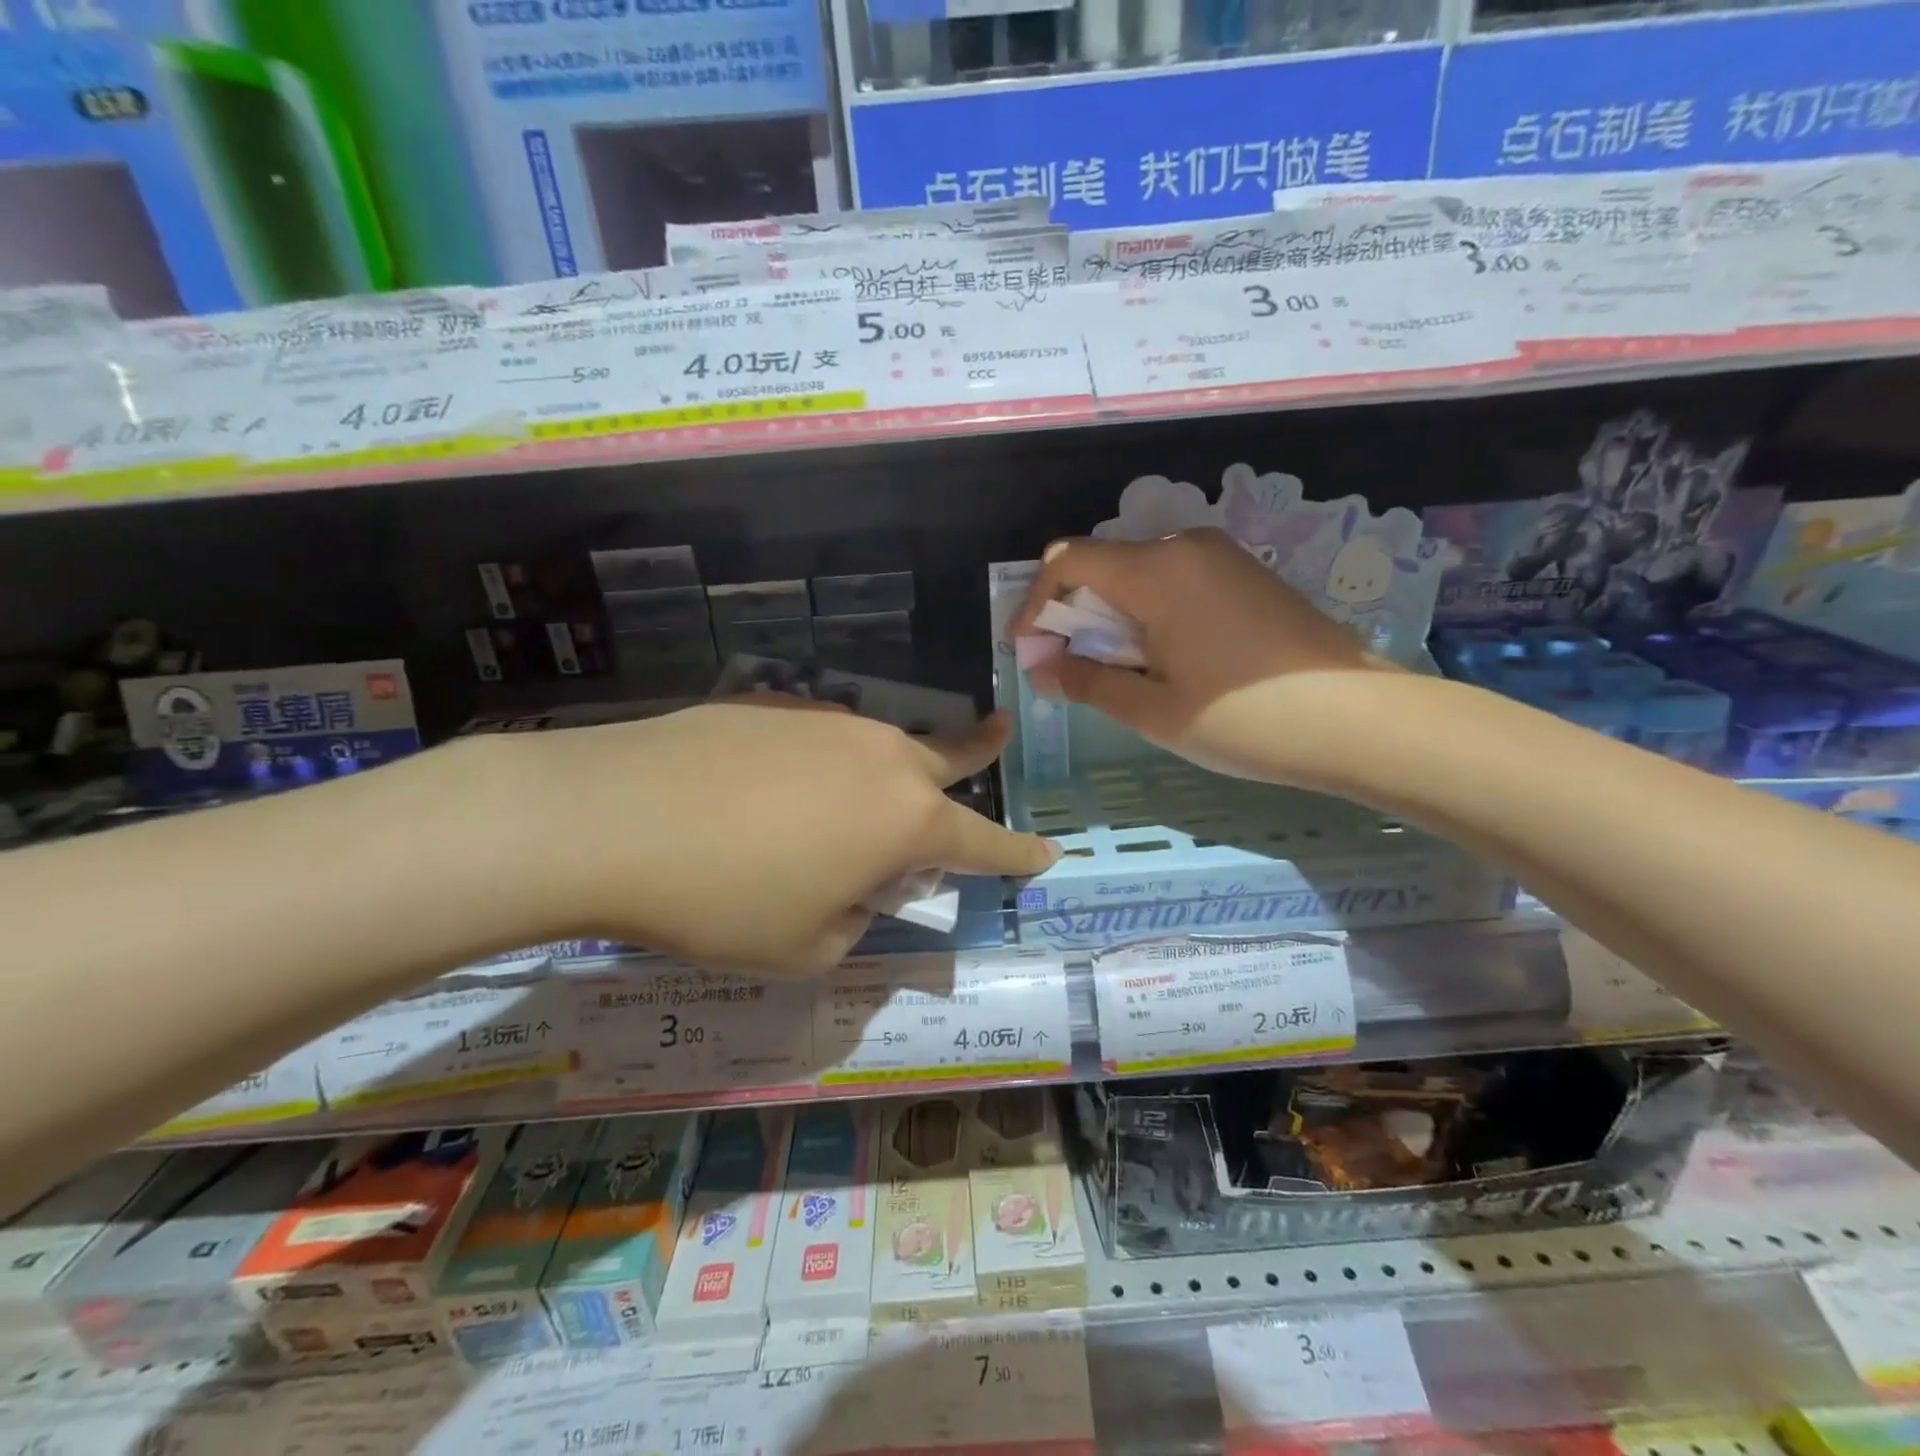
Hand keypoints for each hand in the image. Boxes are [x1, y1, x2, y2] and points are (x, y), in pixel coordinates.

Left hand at [519, 699, 1055, 974]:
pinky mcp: (773, 704)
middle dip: (980, 751)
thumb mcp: (806, 947)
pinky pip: (818, 738)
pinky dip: (818, 763)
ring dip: (887, 769)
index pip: (984, 843)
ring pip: (880, 745)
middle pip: (949, 755)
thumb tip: (857, 887)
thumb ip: (855, 918)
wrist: (613, 816)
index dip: (1018, 855)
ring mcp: (827, 721)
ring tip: (852, 801)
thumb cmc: (724, 900)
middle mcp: (881, 757)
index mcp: (905, 820)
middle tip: (1000, 734)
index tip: (1047, 852)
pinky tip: (770, 788)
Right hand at [1010, 529, 1392, 785]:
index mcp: (1157, 571)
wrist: (1357, 720)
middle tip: (1065, 668)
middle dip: (1071, 613)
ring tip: (1112, 670)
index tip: (1026, 650)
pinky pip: (1174, 580)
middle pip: (1102, 564)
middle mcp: (1186, 546)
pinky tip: (1159, 658)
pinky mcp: (1245, 574)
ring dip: (1109, 615)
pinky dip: (1146, 612)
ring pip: (1138, 573)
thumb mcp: (1152, 709)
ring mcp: (1221, 556)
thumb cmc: (1243, 720)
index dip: (1035, 603)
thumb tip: (1042, 668)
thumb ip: (1086, 681)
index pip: (1068, 561)